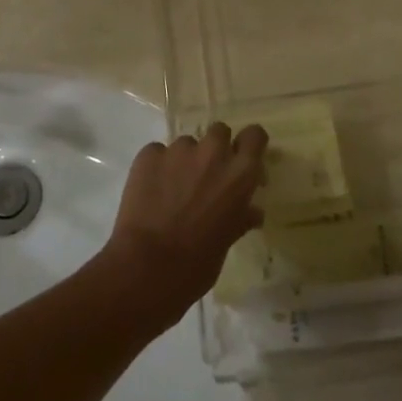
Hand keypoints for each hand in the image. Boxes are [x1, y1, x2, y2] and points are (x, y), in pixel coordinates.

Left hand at [102, 122, 267, 330]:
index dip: (249, 144)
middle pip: (220, 132)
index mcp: (240, 173)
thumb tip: (252, 211)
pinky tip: (151, 192)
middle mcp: (213, 152)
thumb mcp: (227, 242)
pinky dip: (158, 168)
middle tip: (206, 176)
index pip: (255, 135)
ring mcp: (179, 150)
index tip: (243, 158)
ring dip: (185, 161)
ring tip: (173, 190)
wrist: (146, 267)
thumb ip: (240, 217)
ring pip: (187, 144)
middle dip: (215, 149)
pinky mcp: (149, 154)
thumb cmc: (197, 264)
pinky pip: (158, 153)